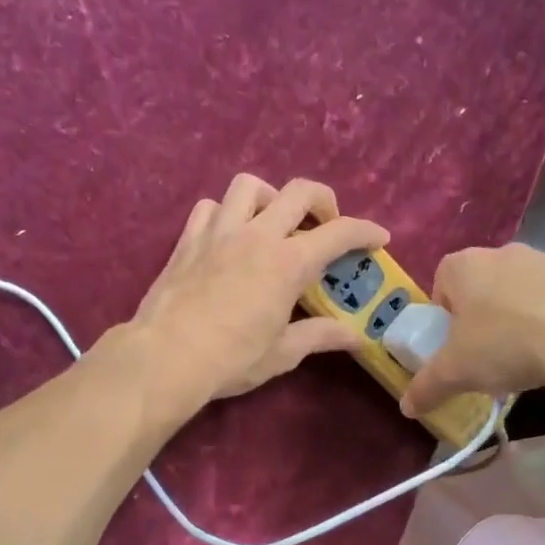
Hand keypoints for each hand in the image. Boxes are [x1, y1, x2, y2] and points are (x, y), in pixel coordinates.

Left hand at [127, 174, 387, 408]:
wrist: (166, 357)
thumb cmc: (231, 359)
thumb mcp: (283, 353)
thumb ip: (321, 336)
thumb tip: (358, 338)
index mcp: (288, 262)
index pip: (339, 233)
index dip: (365, 231)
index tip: (378, 238)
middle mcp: (257, 235)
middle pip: (298, 191)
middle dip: (323, 200)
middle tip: (326, 224)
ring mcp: (219, 232)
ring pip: (249, 186)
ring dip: (269, 197)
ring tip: (272, 222)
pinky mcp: (188, 240)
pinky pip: (210, 207)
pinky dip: (226, 213)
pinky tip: (228, 236)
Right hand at [399, 243, 544, 425]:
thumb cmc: (504, 343)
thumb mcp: (455, 372)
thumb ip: (426, 387)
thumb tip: (406, 407)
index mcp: (463, 266)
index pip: (441, 283)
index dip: (444, 316)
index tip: (454, 345)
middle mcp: (503, 253)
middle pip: (482, 287)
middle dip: (482, 318)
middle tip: (487, 355)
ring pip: (522, 292)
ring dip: (519, 319)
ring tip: (528, 359)